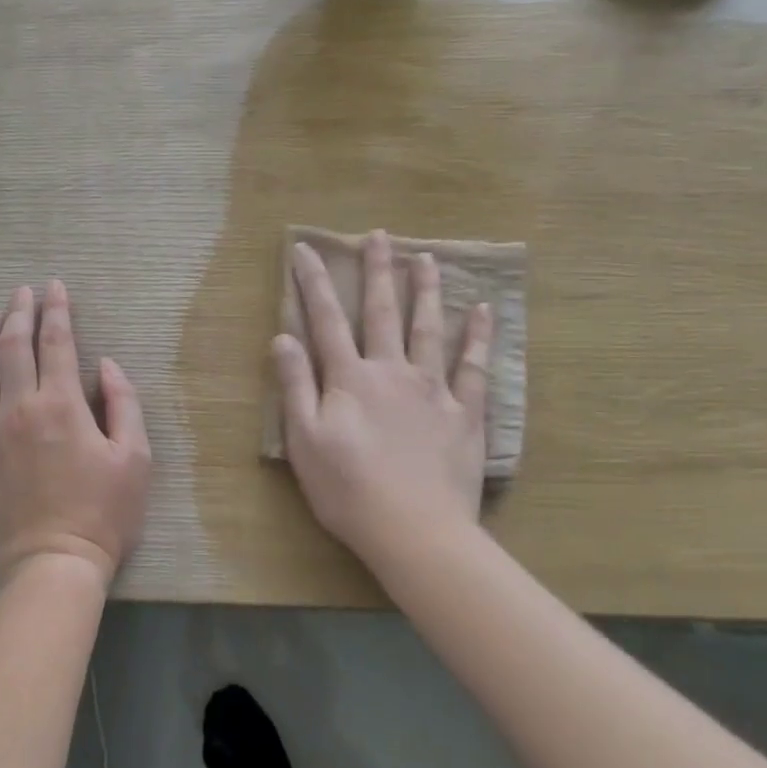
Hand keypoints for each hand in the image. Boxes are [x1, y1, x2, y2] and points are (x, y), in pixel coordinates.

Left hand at [0, 280, 150, 587]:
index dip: (56, 309)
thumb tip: (106, 364)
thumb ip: (123, 403)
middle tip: (21, 292)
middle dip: (18, 311)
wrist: (51, 567)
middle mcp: (18, 408)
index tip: (54, 287)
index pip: (56, 340)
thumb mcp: (135, 458)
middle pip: (12, 346)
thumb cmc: (103, 514)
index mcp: (61, 404)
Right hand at [273, 231, 492, 565]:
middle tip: (380, 236)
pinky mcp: (465, 412)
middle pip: (382, 312)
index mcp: (350, 379)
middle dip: (378, 271)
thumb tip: (283, 337)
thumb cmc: (348, 490)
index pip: (326, 320)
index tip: (306, 249)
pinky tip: (483, 311)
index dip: (313, 282)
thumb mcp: (304, 441)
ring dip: (426, 290)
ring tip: (426, 258)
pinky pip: (475, 367)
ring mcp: (433, 389)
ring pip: (429, 328)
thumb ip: (295, 385)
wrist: (414, 531)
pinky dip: (479, 337)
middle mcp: (392, 371)